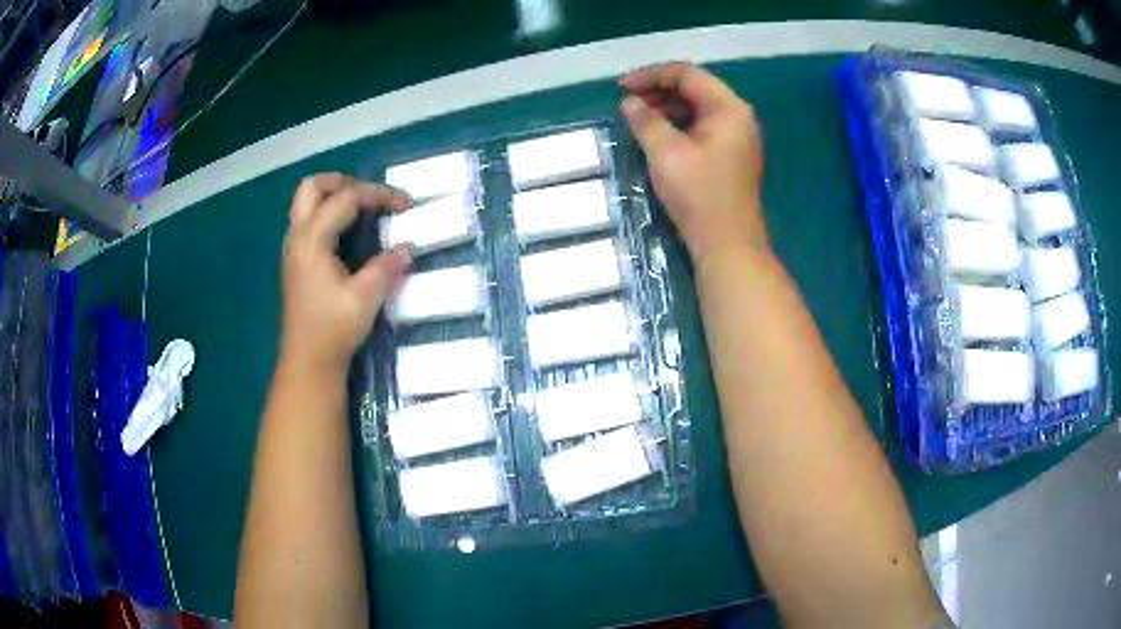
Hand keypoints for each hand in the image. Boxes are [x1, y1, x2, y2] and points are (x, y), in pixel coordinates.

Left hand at [280, 173, 411, 371]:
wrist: (308, 363)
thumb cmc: (333, 329)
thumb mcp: (365, 297)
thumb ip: (386, 267)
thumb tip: (407, 248)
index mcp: (312, 240)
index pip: (345, 198)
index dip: (378, 194)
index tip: (405, 204)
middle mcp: (298, 237)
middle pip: (312, 187)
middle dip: (343, 181)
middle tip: (371, 195)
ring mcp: (293, 249)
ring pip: (306, 203)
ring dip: (333, 196)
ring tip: (361, 209)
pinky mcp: (296, 262)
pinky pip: (308, 221)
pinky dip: (328, 214)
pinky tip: (347, 234)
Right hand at [620, 63, 766, 263]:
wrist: (727, 244)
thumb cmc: (699, 194)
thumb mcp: (666, 152)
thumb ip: (645, 120)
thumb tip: (630, 102)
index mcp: (728, 108)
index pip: (687, 74)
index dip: (651, 75)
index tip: (622, 88)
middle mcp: (738, 116)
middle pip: (695, 88)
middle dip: (659, 91)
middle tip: (629, 104)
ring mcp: (737, 136)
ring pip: (698, 108)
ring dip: (667, 108)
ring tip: (639, 120)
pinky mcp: (732, 154)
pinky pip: (703, 127)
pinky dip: (679, 125)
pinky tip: (659, 136)